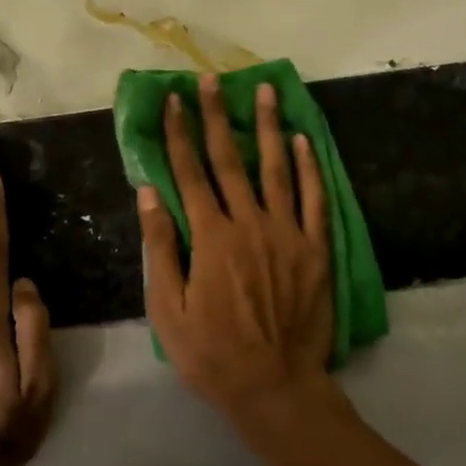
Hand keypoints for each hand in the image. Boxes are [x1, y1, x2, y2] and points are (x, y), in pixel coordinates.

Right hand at [139, 75, 334, 425]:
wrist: (275, 386)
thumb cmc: (211, 353)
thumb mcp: (167, 309)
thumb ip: (160, 248)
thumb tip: (149, 193)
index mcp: (209, 238)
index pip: (189, 173)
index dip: (178, 134)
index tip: (172, 101)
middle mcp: (248, 224)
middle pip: (229, 160)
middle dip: (216, 116)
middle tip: (211, 79)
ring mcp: (287, 233)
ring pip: (275, 169)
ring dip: (267, 127)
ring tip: (264, 90)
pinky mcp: (316, 249)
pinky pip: (314, 199)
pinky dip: (308, 167)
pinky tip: (302, 139)